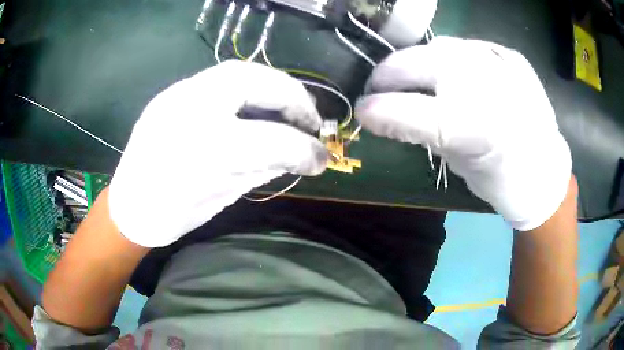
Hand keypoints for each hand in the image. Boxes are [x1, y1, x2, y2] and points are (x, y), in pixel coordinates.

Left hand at [109, 61, 327, 246]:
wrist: (130, 207)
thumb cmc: (174, 212)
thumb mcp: (224, 197)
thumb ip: (265, 169)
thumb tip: (304, 153)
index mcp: (198, 151)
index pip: (265, 138)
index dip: (301, 145)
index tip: (321, 156)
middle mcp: (186, 110)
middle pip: (249, 80)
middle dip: (290, 94)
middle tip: (310, 117)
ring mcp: (176, 95)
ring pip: (235, 72)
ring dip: (271, 86)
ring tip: (291, 106)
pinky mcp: (172, 93)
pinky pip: (219, 79)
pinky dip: (249, 88)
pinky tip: (259, 105)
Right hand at [355, 36, 571, 230]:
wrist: (545, 173)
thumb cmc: (501, 180)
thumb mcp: (457, 164)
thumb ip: (420, 133)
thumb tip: (382, 114)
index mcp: (469, 127)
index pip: (406, 109)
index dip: (376, 108)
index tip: (361, 109)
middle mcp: (483, 85)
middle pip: (418, 62)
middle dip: (389, 73)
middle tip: (380, 86)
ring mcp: (500, 64)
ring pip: (441, 46)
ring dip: (420, 61)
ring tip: (416, 76)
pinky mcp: (512, 57)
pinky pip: (470, 45)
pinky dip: (454, 55)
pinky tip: (454, 70)